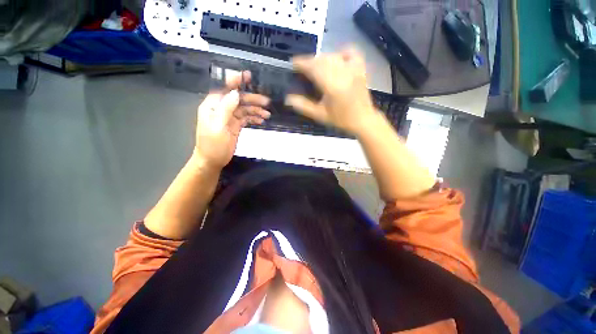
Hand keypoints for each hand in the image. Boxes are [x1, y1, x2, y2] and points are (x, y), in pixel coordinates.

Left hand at [194, 71, 270, 169]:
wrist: (212, 160)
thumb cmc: (212, 145)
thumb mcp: (217, 126)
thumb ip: (226, 109)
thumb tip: (236, 93)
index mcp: (212, 106)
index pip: (224, 89)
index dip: (235, 81)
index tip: (247, 75)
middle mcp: (221, 109)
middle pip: (238, 99)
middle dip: (252, 99)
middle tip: (266, 102)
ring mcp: (229, 117)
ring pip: (244, 109)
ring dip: (255, 110)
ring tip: (267, 114)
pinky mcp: (235, 125)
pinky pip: (246, 118)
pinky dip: (254, 118)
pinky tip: (261, 120)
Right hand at [285, 49, 377, 135]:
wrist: (363, 119)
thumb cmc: (341, 119)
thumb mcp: (320, 115)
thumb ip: (304, 106)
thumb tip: (288, 99)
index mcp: (332, 86)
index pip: (314, 68)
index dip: (302, 63)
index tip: (293, 63)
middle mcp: (342, 74)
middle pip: (322, 60)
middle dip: (310, 61)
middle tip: (302, 68)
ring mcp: (353, 69)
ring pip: (333, 55)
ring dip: (321, 58)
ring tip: (315, 66)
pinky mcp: (360, 68)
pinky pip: (350, 52)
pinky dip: (341, 52)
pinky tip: (336, 58)